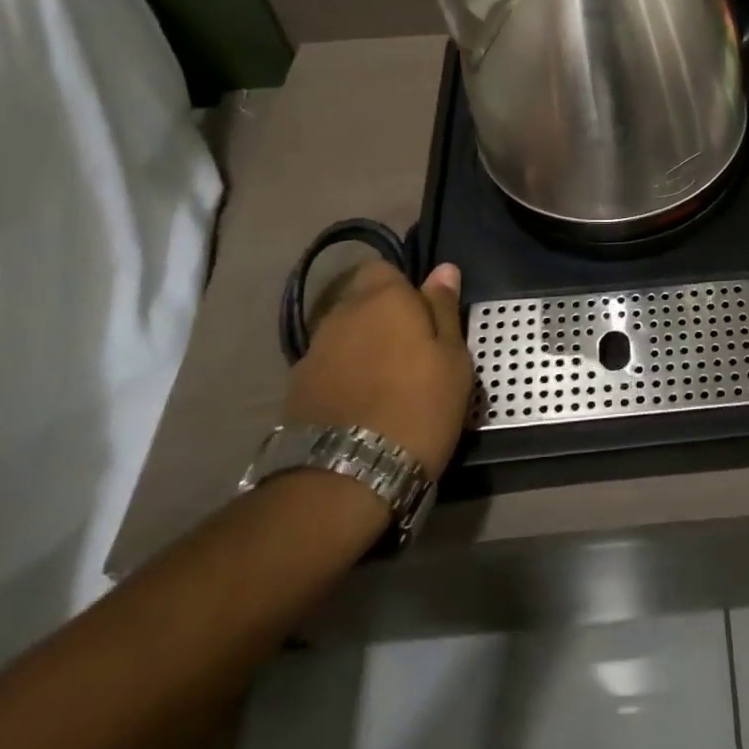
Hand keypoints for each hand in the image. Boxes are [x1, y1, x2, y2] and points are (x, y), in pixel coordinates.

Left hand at [281, 258, 472, 480]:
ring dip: (362, 348)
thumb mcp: (453, 360)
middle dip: (382, 317)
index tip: (424, 318)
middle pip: (361, 301)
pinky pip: (328, 368)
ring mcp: (313, 352)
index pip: (384, 269)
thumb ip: (444, 310)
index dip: (404, 289)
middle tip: (412, 353)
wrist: (345, 479)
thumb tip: (443, 269)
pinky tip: (361, 406)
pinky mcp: (295, 390)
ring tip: (386, 384)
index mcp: (383, 298)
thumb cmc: (417, 409)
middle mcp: (341, 314)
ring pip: (344, 335)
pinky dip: (344, 377)